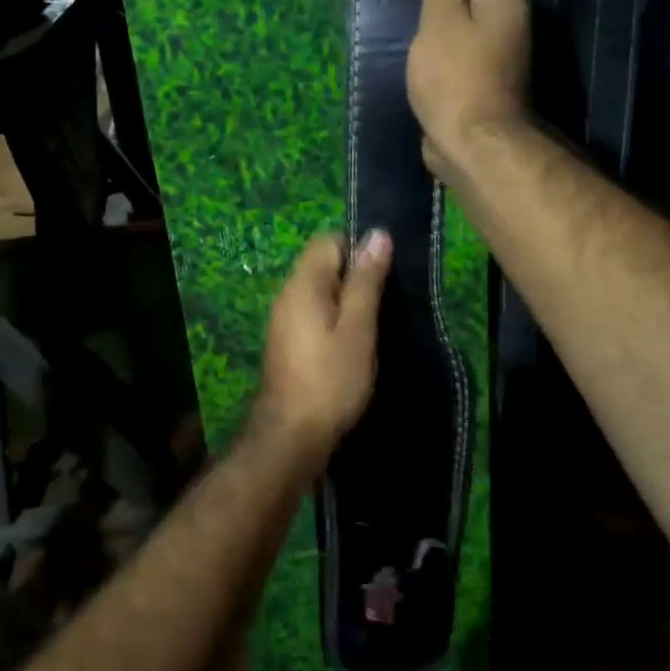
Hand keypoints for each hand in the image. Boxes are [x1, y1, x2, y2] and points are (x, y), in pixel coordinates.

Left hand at [254, 230, 392, 462]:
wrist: (291, 436)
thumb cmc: (330, 380)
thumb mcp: (357, 329)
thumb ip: (366, 282)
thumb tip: (377, 234)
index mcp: (302, 284)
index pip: (328, 240)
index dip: (358, 249)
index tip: (384, 275)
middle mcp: (287, 294)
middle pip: (323, 265)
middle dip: (355, 276)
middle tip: (386, 303)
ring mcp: (284, 320)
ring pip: (320, 292)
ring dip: (347, 301)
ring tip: (376, 324)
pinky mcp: (287, 342)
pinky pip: (314, 314)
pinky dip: (335, 320)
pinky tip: (354, 344)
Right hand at [408, 0, 530, 179]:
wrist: (473, 144)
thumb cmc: (454, 76)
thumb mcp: (439, 20)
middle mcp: (510, 21)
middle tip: (406, 12)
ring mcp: (501, 53)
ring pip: (464, 25)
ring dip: (438, 29)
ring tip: (411, 39)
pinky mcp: (486, 80)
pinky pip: (462, 53)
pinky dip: (443, 54)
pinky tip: (423, 65)